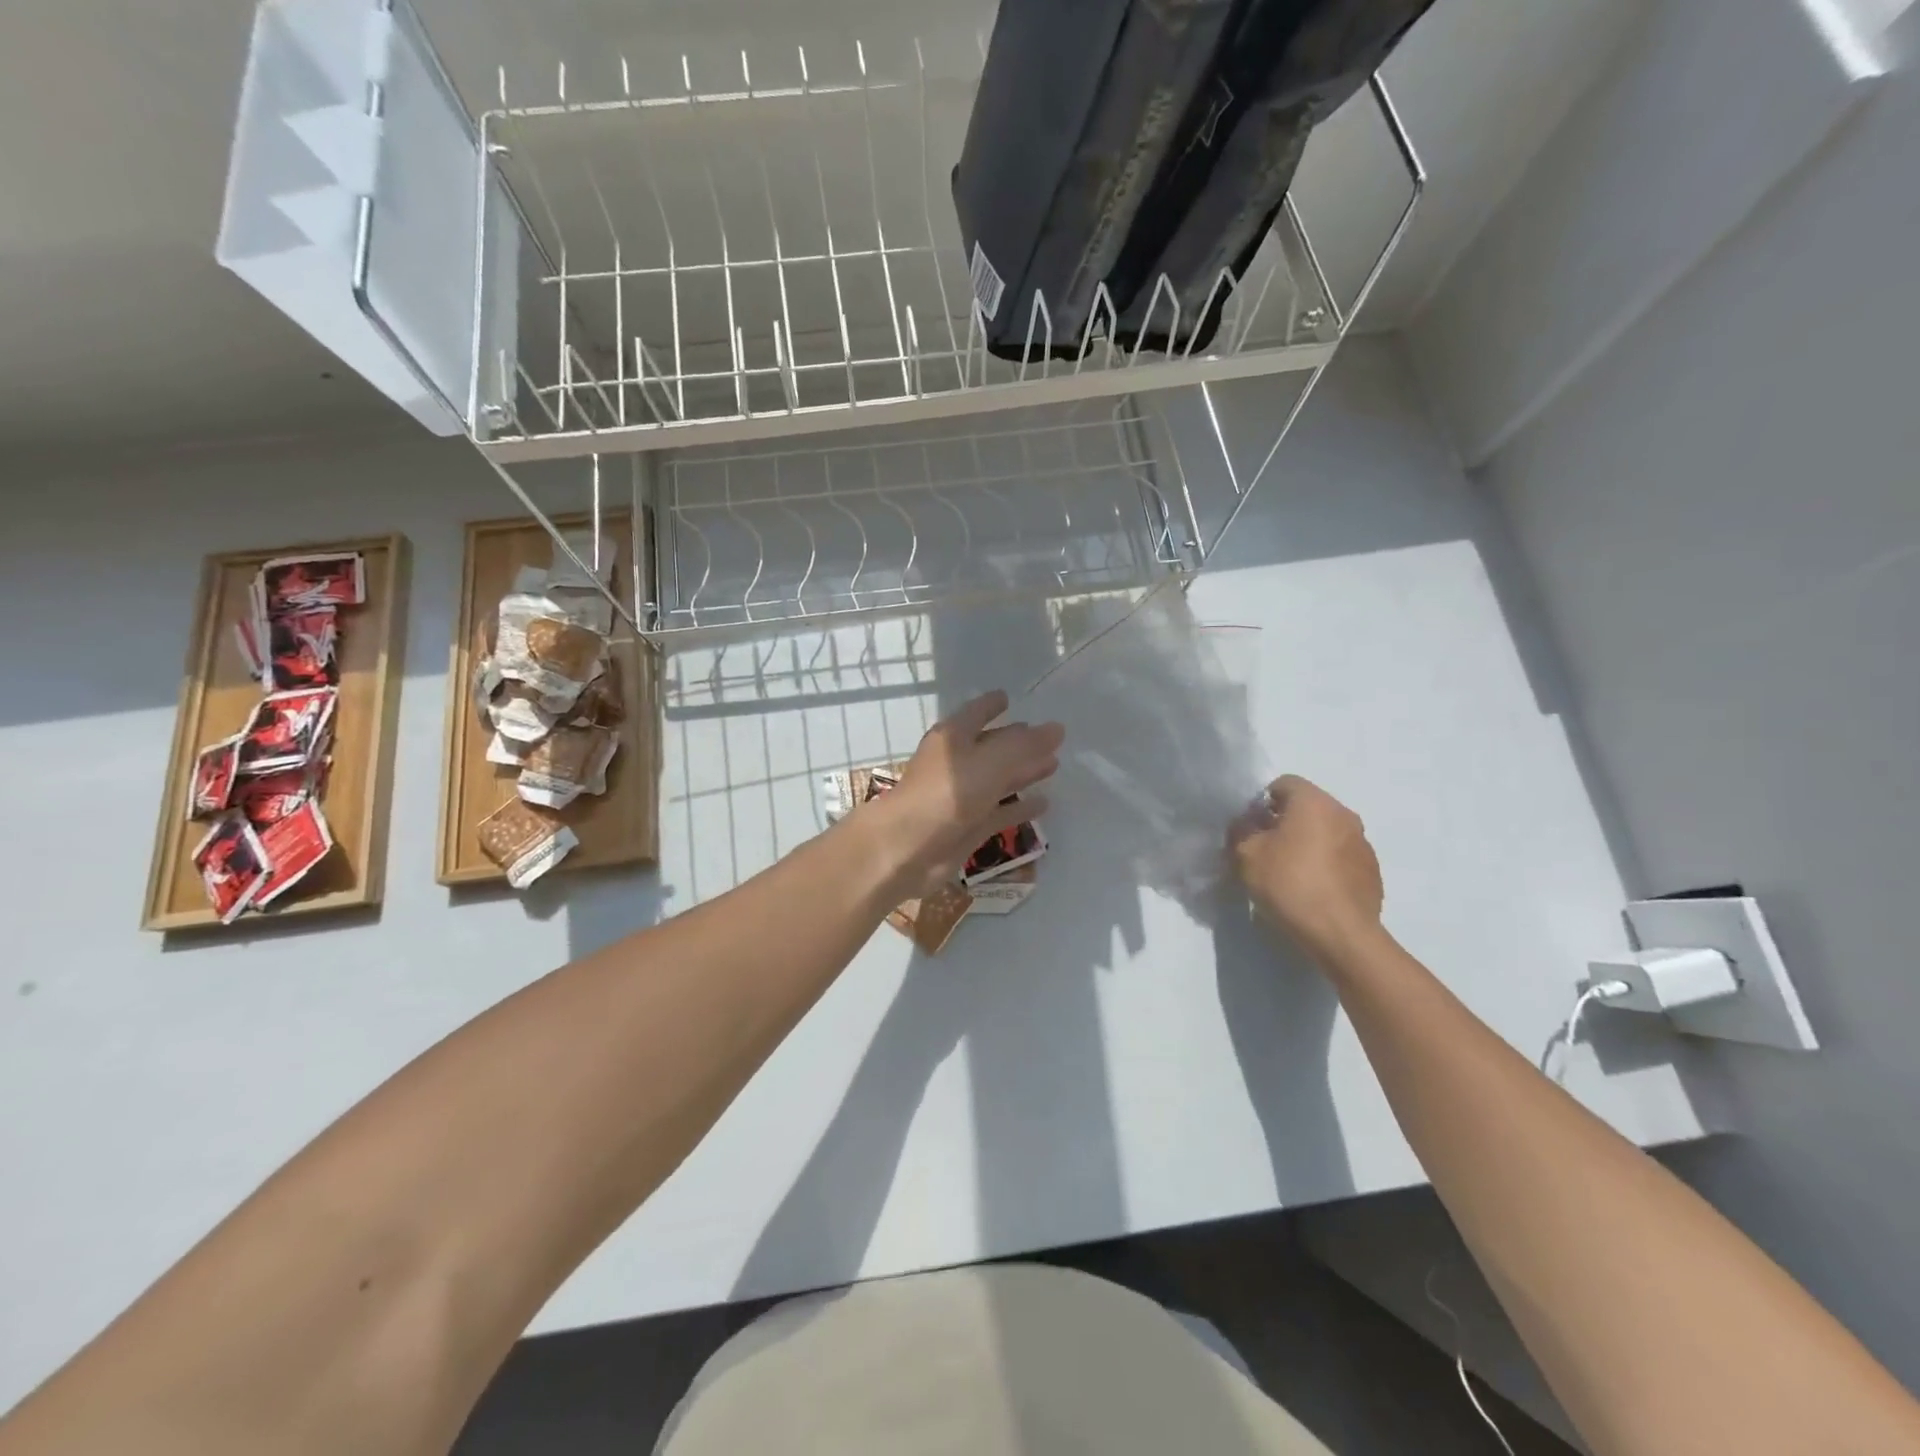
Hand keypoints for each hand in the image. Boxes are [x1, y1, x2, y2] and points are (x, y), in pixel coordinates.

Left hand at [876, 690, 1063, 897]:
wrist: (909, 848)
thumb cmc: (947, 793)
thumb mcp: (990, 761)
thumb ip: (1025, 745)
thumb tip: (1058, 727)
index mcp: (953, 737)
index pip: (976, 712)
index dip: (992, 704)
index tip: (1009, 698)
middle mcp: (956, 763)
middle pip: (991, 746)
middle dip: (1018, 741)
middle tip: (1049, 739)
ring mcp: (962, 797)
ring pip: (998, 779)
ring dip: (1024, 772)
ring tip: (1054, 765)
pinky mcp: (969, 827)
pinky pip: (1000, 812)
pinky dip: (1020, 807)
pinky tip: (1044, 804)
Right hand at [1229, 775, 1384, 967]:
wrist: (1341, 934)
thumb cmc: (1290, 884)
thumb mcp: (1247, 854)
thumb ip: (1242, 830)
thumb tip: (1248, 823)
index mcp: (1314, 802)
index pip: (1283, 783)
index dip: (1261, 802)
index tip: (1251, 828)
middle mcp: (1344, 814)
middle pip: (1307, 807)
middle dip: (1284, 823)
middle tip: (1264, 850)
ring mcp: (1363, 843)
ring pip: (1325, 832)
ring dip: (1307, 843)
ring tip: (1289, 873)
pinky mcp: (1372, 871)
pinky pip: (1341, 857)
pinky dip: (1325, 865)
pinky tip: (1312, 890)